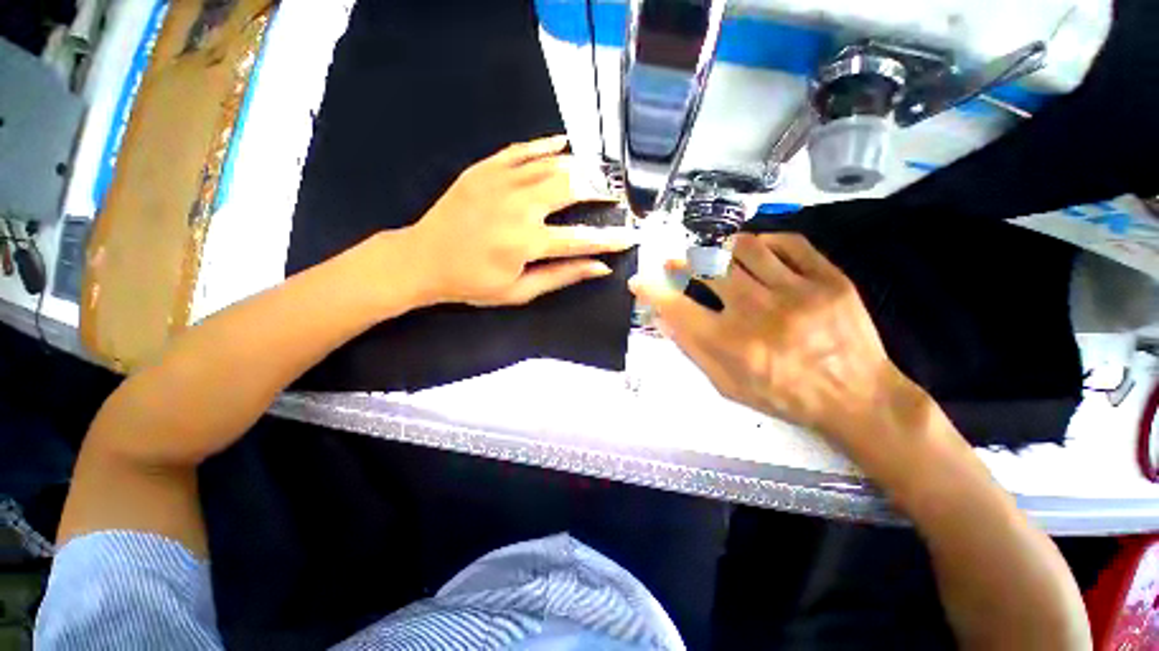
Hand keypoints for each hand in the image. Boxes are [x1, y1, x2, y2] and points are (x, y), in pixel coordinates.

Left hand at [407, 135, 633, 306]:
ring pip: (551, 165)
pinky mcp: (484, 169)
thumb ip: (562, 276)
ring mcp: (500, 182)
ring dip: (580, 167)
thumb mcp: (519, 291)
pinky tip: (564, 143)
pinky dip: (545, 145)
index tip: (631, 236)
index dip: (610, 239)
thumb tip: (599, 268)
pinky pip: (521, 150)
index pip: (581, 238)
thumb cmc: (472, 283)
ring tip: (597, 172)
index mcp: (527, 242)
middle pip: (571, 189)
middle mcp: (518, 206)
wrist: (422, 259)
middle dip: (599, 191)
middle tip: (614, 195)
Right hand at [630, 232, 920, 451]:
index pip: (677, 307)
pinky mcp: (829, 279)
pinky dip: (766, 242)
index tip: (638, 281)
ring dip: (722, 249)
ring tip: (718, 256)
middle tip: (677, 263)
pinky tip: (759, 252)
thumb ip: (693, 350)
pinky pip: (790, 243)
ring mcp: (797, 291)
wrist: (857, 396)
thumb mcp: (728, 386)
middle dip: (682, 262)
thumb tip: (662, 318)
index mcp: (732, 343)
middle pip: (708, 269)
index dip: (651, 290)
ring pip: (746, 248)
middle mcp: (758, 312)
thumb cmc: (785, 396)